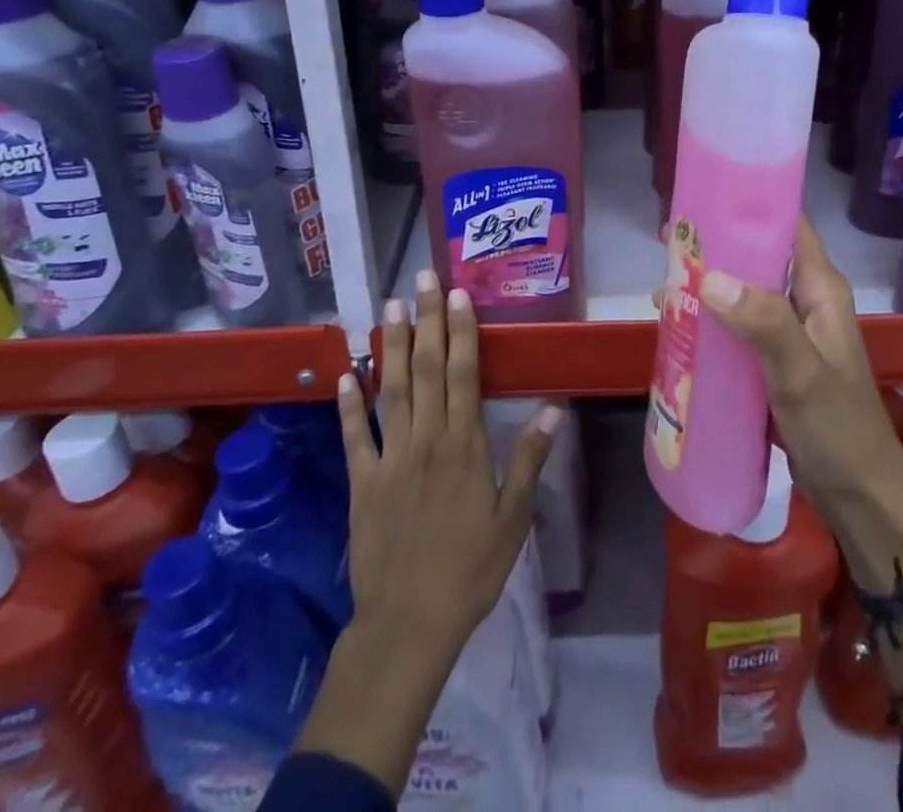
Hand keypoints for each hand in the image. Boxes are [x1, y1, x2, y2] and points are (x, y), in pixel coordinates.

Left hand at [339, 270, 559, 659]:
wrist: (410, 623)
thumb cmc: (471, 569)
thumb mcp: (514, 518)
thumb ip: (529, 458)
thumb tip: (556, 408)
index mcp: (465, 445)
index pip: (464, 374)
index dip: (461, 330)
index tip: (457, 294)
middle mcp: (426, 439)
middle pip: (427, 369)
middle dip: (426, 320)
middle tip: (422, 279)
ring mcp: (390, 458)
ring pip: (391, 390)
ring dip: (391, 346)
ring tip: (389, 306)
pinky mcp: (361, 481)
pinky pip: (354, 436)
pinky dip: (349, 404)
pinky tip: (346, 373)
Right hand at [695, 219, 902, 724]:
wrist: (861, 500)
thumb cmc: (839, 431)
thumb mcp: (801, 375)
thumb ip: (764, 324)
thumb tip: (710, 277)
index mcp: (821, 289)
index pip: (787, 225)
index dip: (748, 204)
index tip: (702, 195)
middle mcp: (806, 302)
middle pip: (757, 256)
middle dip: (715, 247)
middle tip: (667, 245)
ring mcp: (789, 333)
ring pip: (743, 293)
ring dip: (707, 287)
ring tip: (661, 288)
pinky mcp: (774, 362)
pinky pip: (737, 328)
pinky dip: (710, 322)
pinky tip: (679, 329)